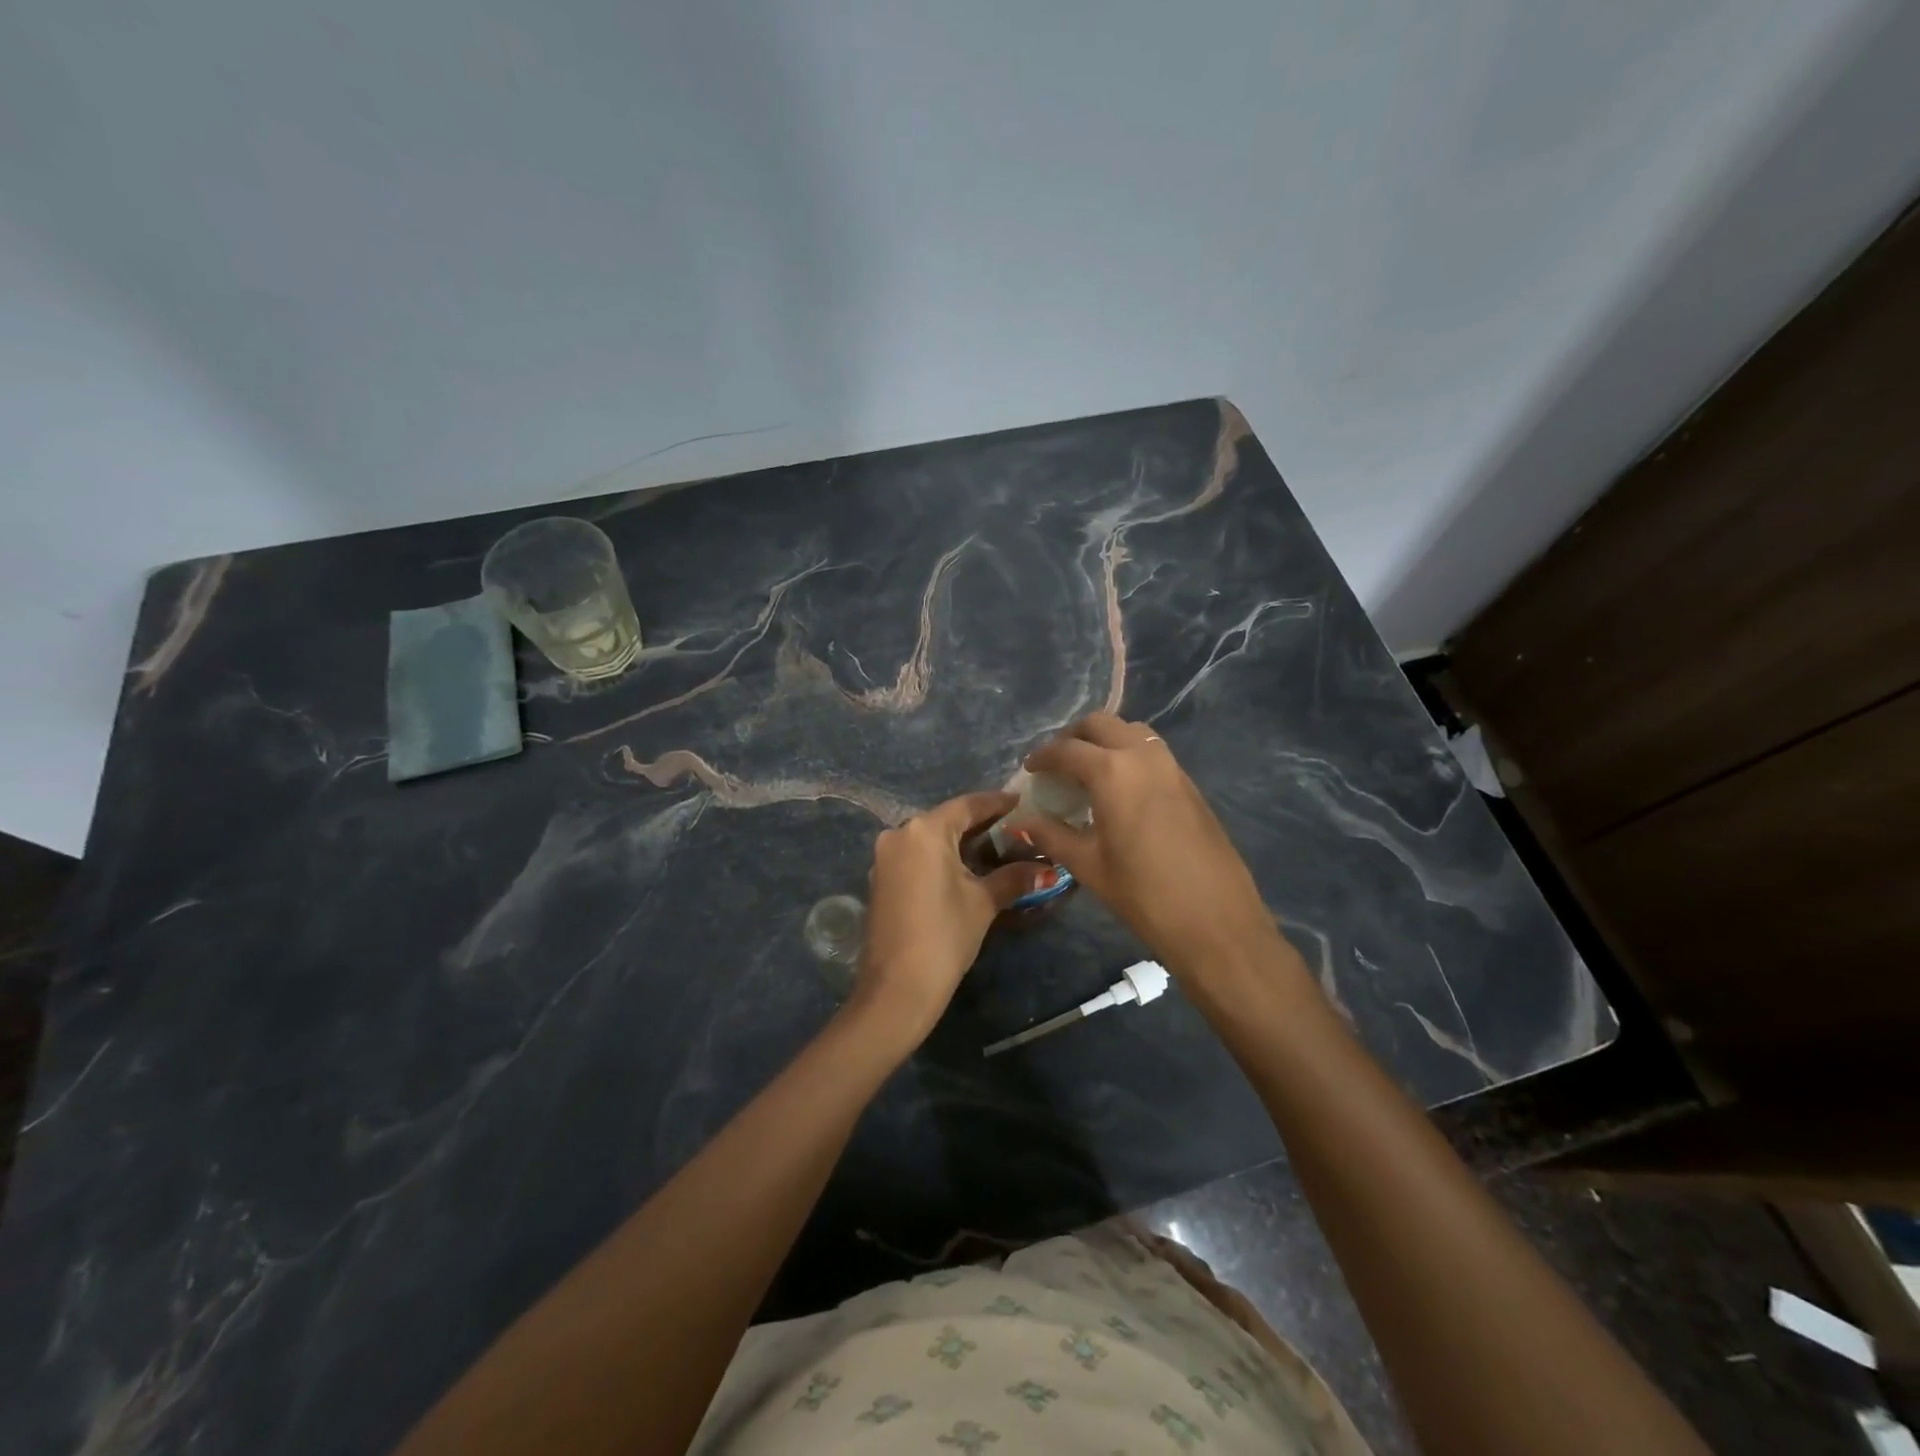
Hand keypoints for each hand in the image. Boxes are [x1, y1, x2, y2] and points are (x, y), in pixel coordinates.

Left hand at [853, 791, 1047, 1045]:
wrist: (897, 987)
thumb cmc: (944, 935)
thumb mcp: (983, 903)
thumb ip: (1014, 877)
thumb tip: (1047, 868)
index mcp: (924, 831)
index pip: (967, 805)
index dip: (996, 803)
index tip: (1021, 801)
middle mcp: (899, 834)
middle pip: (946, 820)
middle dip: (979, 824)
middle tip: (1013, 828)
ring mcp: (885, 858)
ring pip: (929, 839)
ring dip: (959, 843)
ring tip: (994, 849)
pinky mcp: (880, 880)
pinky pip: (916, 857)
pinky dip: (940, 858)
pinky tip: (963, 870)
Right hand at [1021, 714, 1287, 977]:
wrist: (1215, 920)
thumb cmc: (1143, 894)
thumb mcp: (1088, 865)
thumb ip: (1051, 836)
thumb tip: (1022, 823)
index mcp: (1112, 772)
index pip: (1067, 750)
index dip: (1043, 757)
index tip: (1030, 770)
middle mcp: (1143, 757)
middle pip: (1102, 724)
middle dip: (1074, 737)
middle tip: (1058, 763)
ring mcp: (1172, 767)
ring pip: (1132, 732)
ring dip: (1106, 741)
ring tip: (1089, 772)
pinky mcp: (1190, 785)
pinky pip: (1153, 753)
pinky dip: (1130, 756)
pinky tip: (1121, 791)